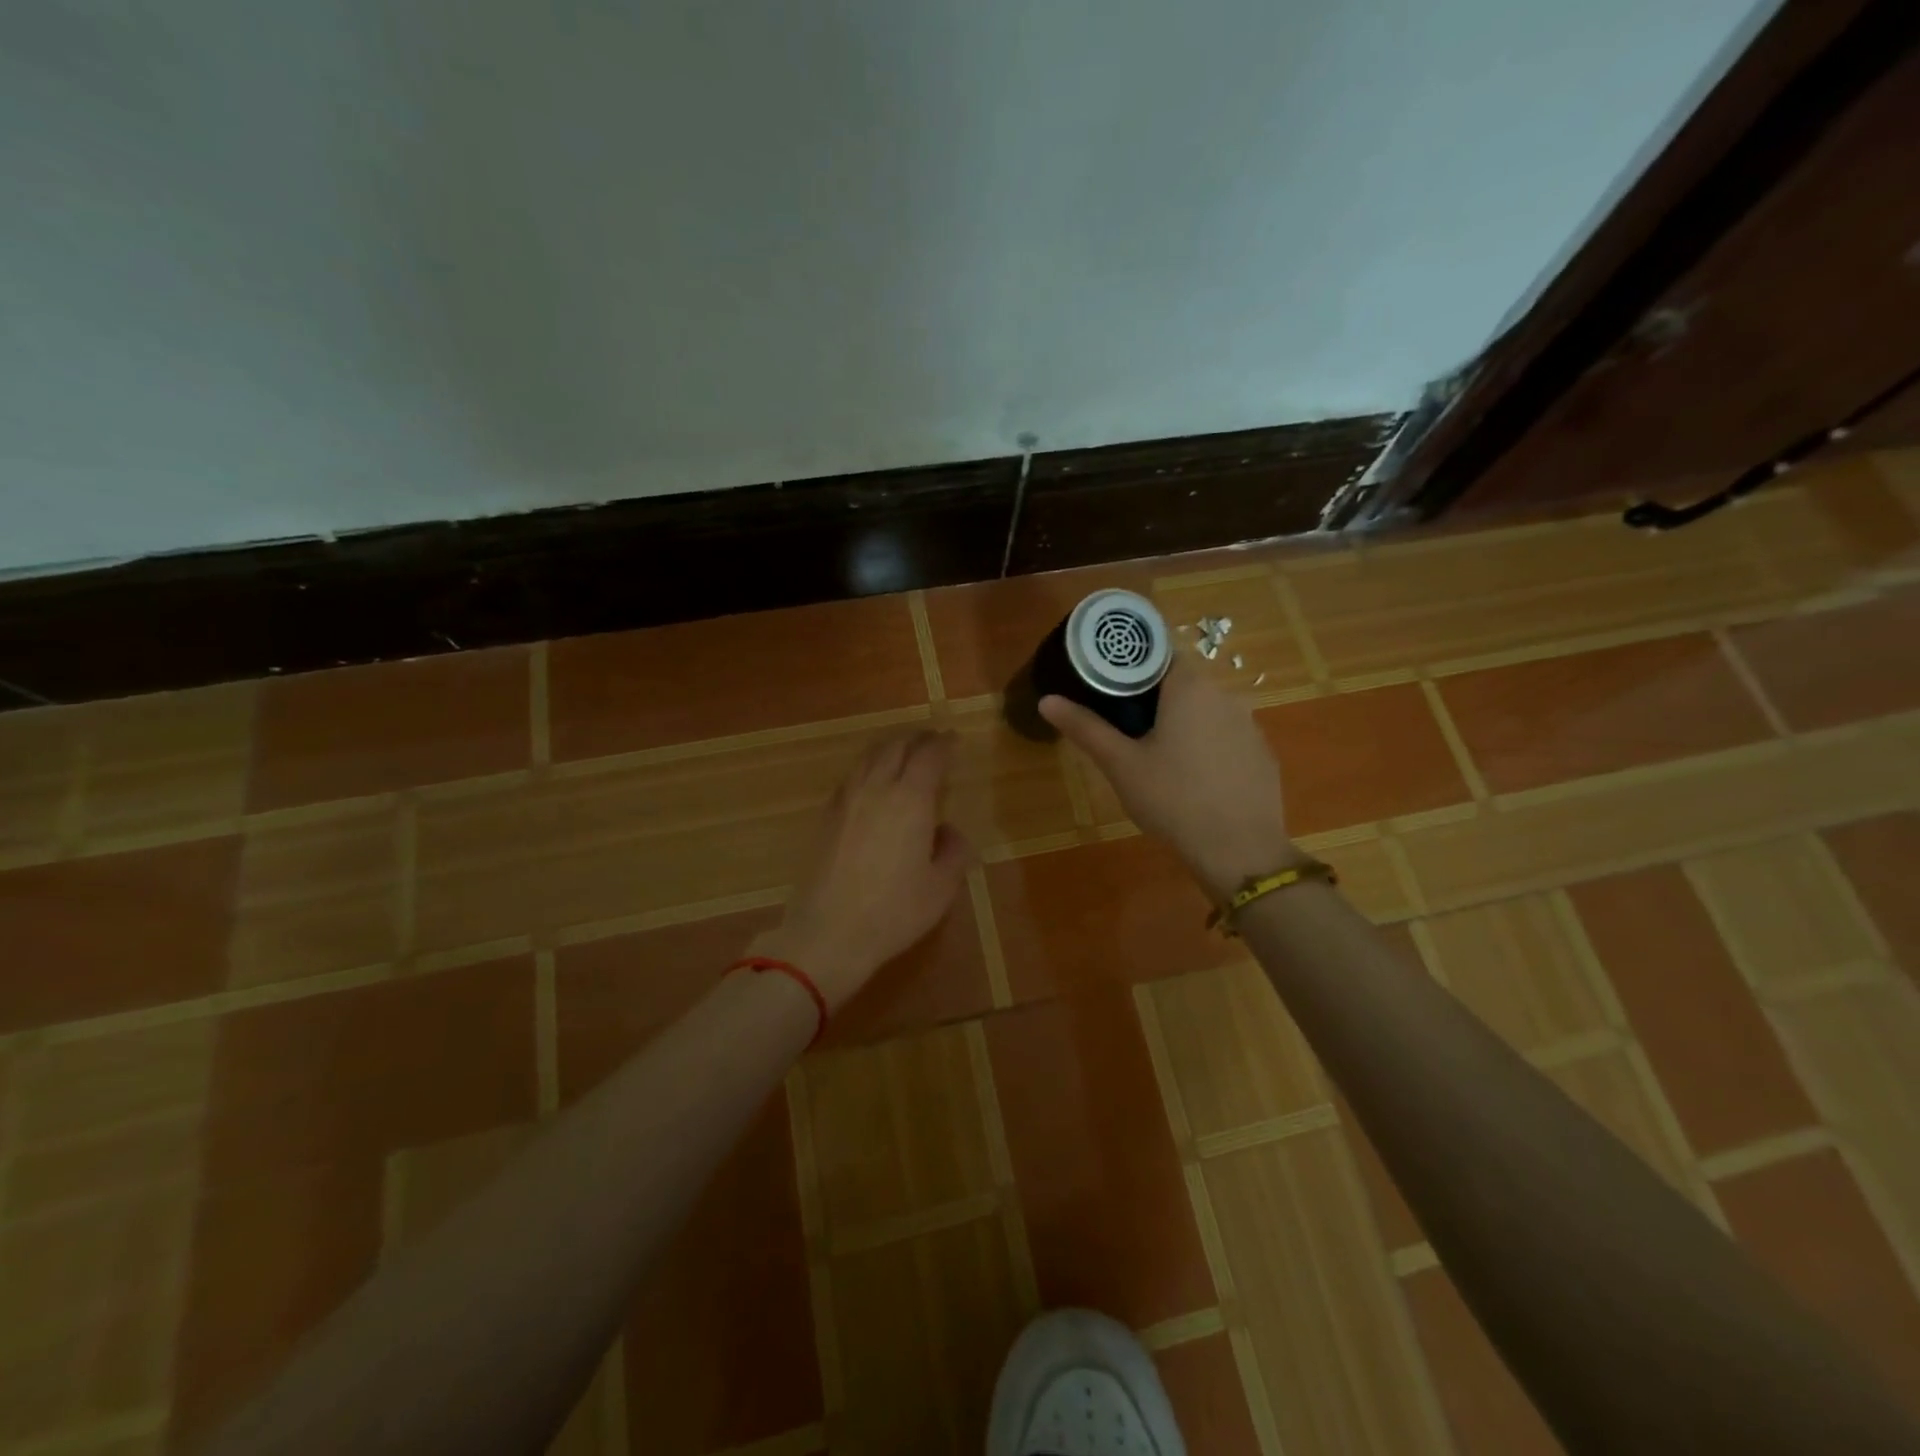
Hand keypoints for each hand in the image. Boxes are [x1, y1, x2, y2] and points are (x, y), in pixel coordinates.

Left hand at [751, 730, 973, 1010]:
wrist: (828, 933)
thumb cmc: (894, 912)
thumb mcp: (941, 888)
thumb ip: (953, 852)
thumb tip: (947, 831)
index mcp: (910, 799)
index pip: (929, 755)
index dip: (944, 743)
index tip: (955, 741)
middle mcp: (876, 788)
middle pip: (896, 746)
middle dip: (917, 738)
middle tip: (932, 742)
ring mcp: (846, 800)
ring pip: (868, 756)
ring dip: (890, 748)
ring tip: (903, 754)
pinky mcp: (826, 816)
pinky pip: (851, 776)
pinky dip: (868, 767)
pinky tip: (872, 783)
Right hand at [1041, 662, 1294, 899]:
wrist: (1240, 851)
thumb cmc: (1173, 800)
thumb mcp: (1121, 765)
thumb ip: (1085, 727)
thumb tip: (1046, 700)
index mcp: (1190, 687)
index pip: (1158, 654)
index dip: (1130, 666)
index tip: (1107, 686)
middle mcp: (1225, 695)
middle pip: (1181, 682)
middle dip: (1152, 697)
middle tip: (1121, 725)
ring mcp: (1249, 725)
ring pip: (1205, 710)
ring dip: (1180, 722)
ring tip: (1154, 754)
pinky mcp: (1262, 754)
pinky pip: (1226, 736)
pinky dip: (1206, 745)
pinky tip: (1192, 778)